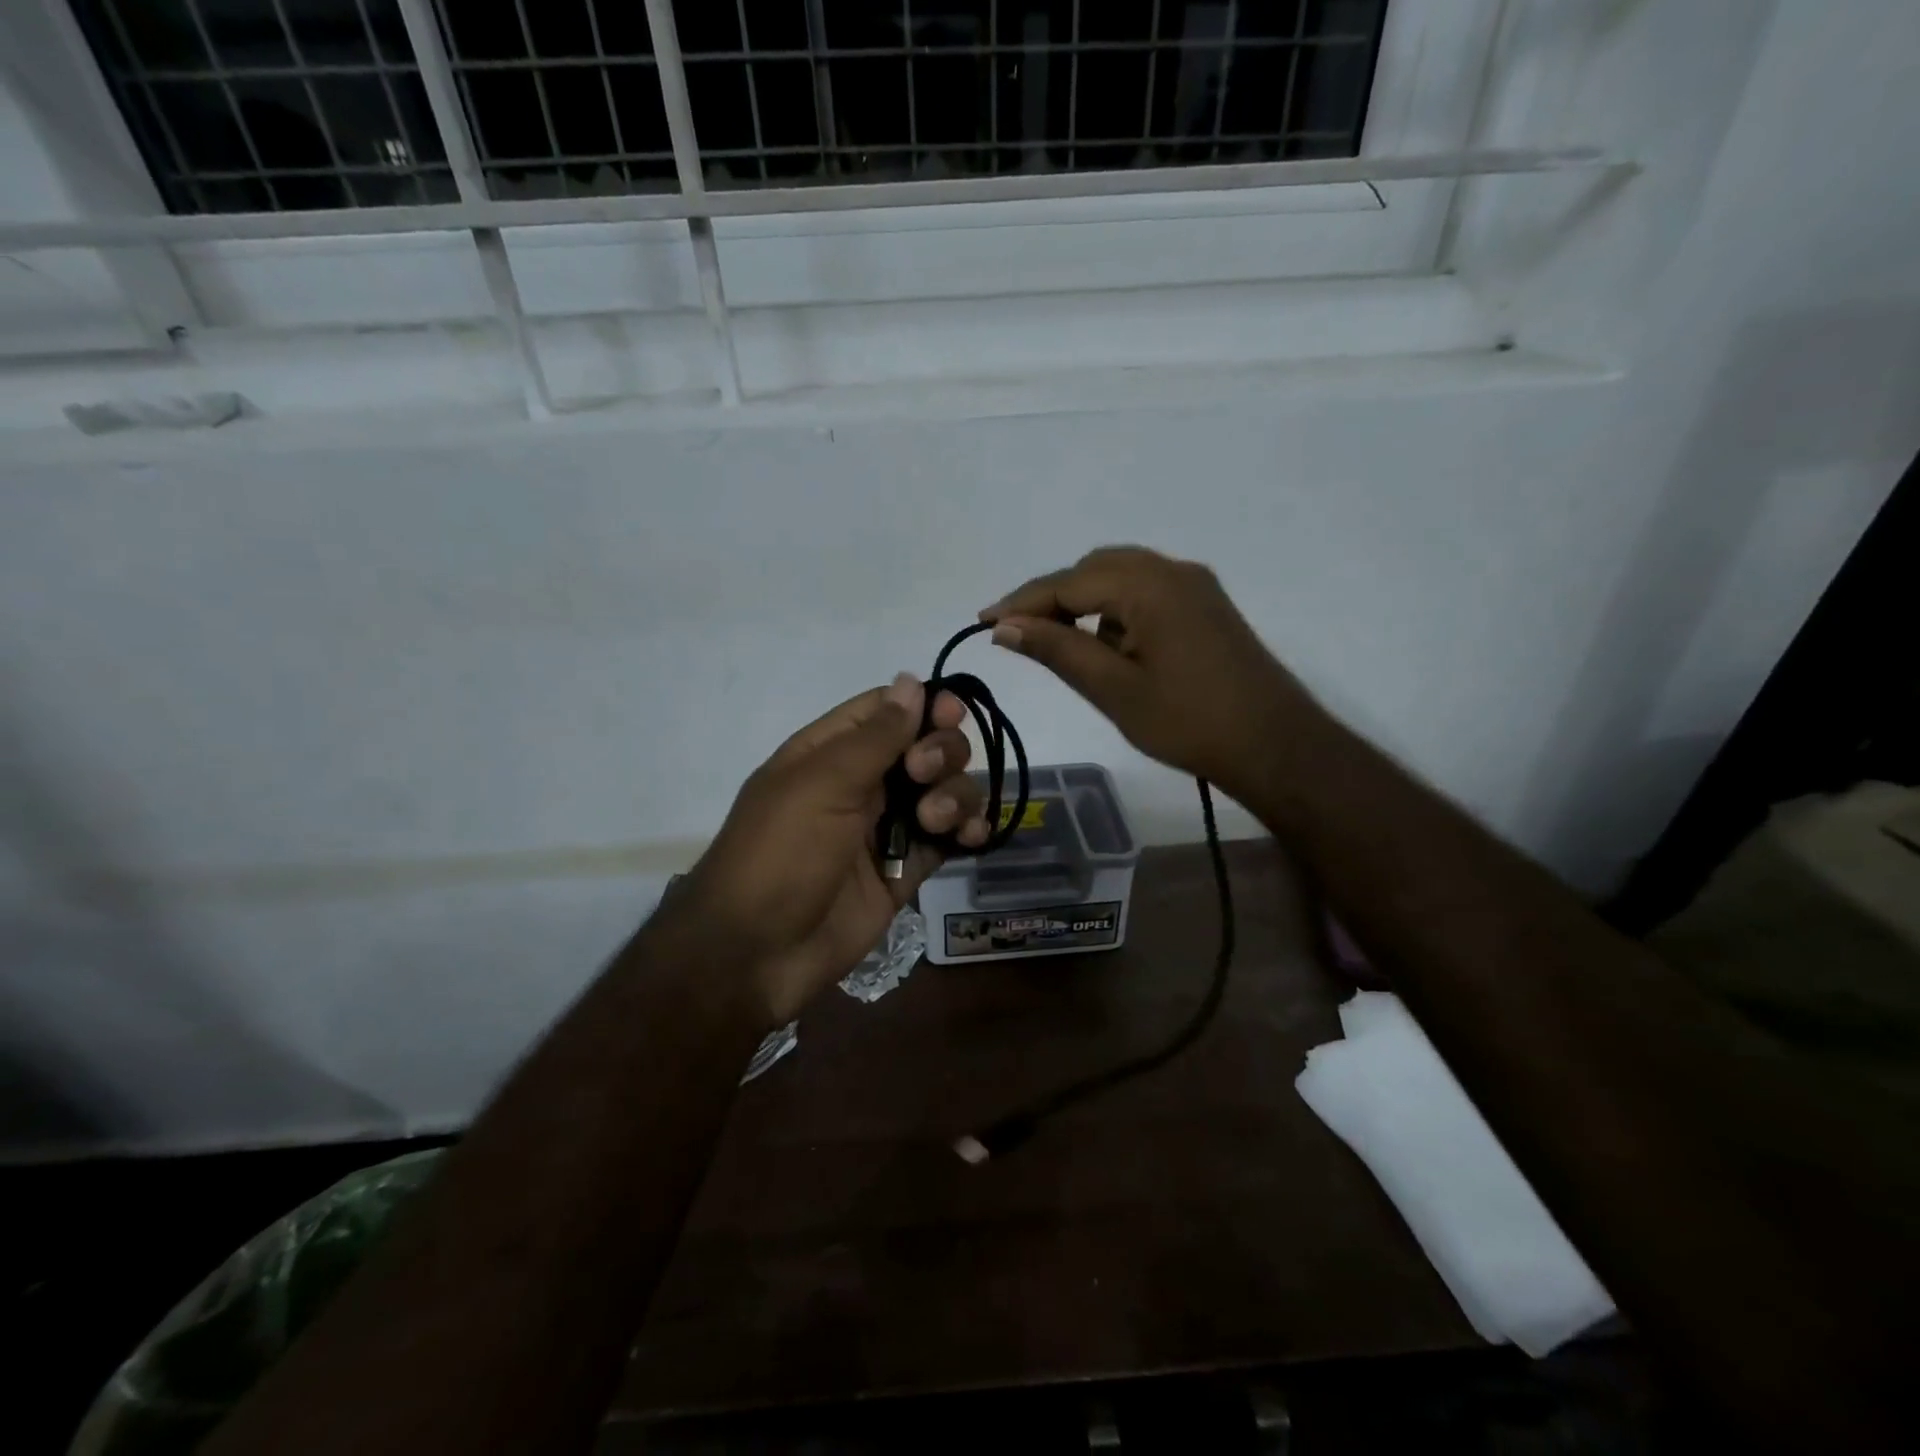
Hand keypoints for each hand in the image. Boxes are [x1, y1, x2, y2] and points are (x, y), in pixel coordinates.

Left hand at [672, 675, 988, 1027]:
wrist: (758, 953)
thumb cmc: (780, 854)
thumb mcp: (822, 785)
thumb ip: (874, 737)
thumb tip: (911, 680)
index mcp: (830, 752)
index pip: (886, 710)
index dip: (923, 705)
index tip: (951, 712)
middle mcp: (863, 783)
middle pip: (925, 746)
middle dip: (940, 752)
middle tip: (923, 775)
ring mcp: (886, 827)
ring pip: (944, 790)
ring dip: (955, 795)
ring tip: (936, 820)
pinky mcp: (905, 869)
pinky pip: (948, 838)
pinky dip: (967, 831)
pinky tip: (971, 837)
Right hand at [983, 545, 1319, 803]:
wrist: (1275, 745)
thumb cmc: (1188, 722)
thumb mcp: (1113, 689)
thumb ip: (1057, 650)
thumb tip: (1004, 627)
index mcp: (1149, 585)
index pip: (1068, 583)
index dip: (1022, 602)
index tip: (983, 621)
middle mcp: (1173, 571)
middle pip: (1094, 569)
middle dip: (1052, 598)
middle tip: (1017, 635)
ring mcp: (1195, 587)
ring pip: (1121, 579)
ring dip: (1084, 603)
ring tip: (1057, 643)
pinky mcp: (1206, 607)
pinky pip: (1146, 593)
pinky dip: (1115, 612)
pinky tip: (1107, 647)